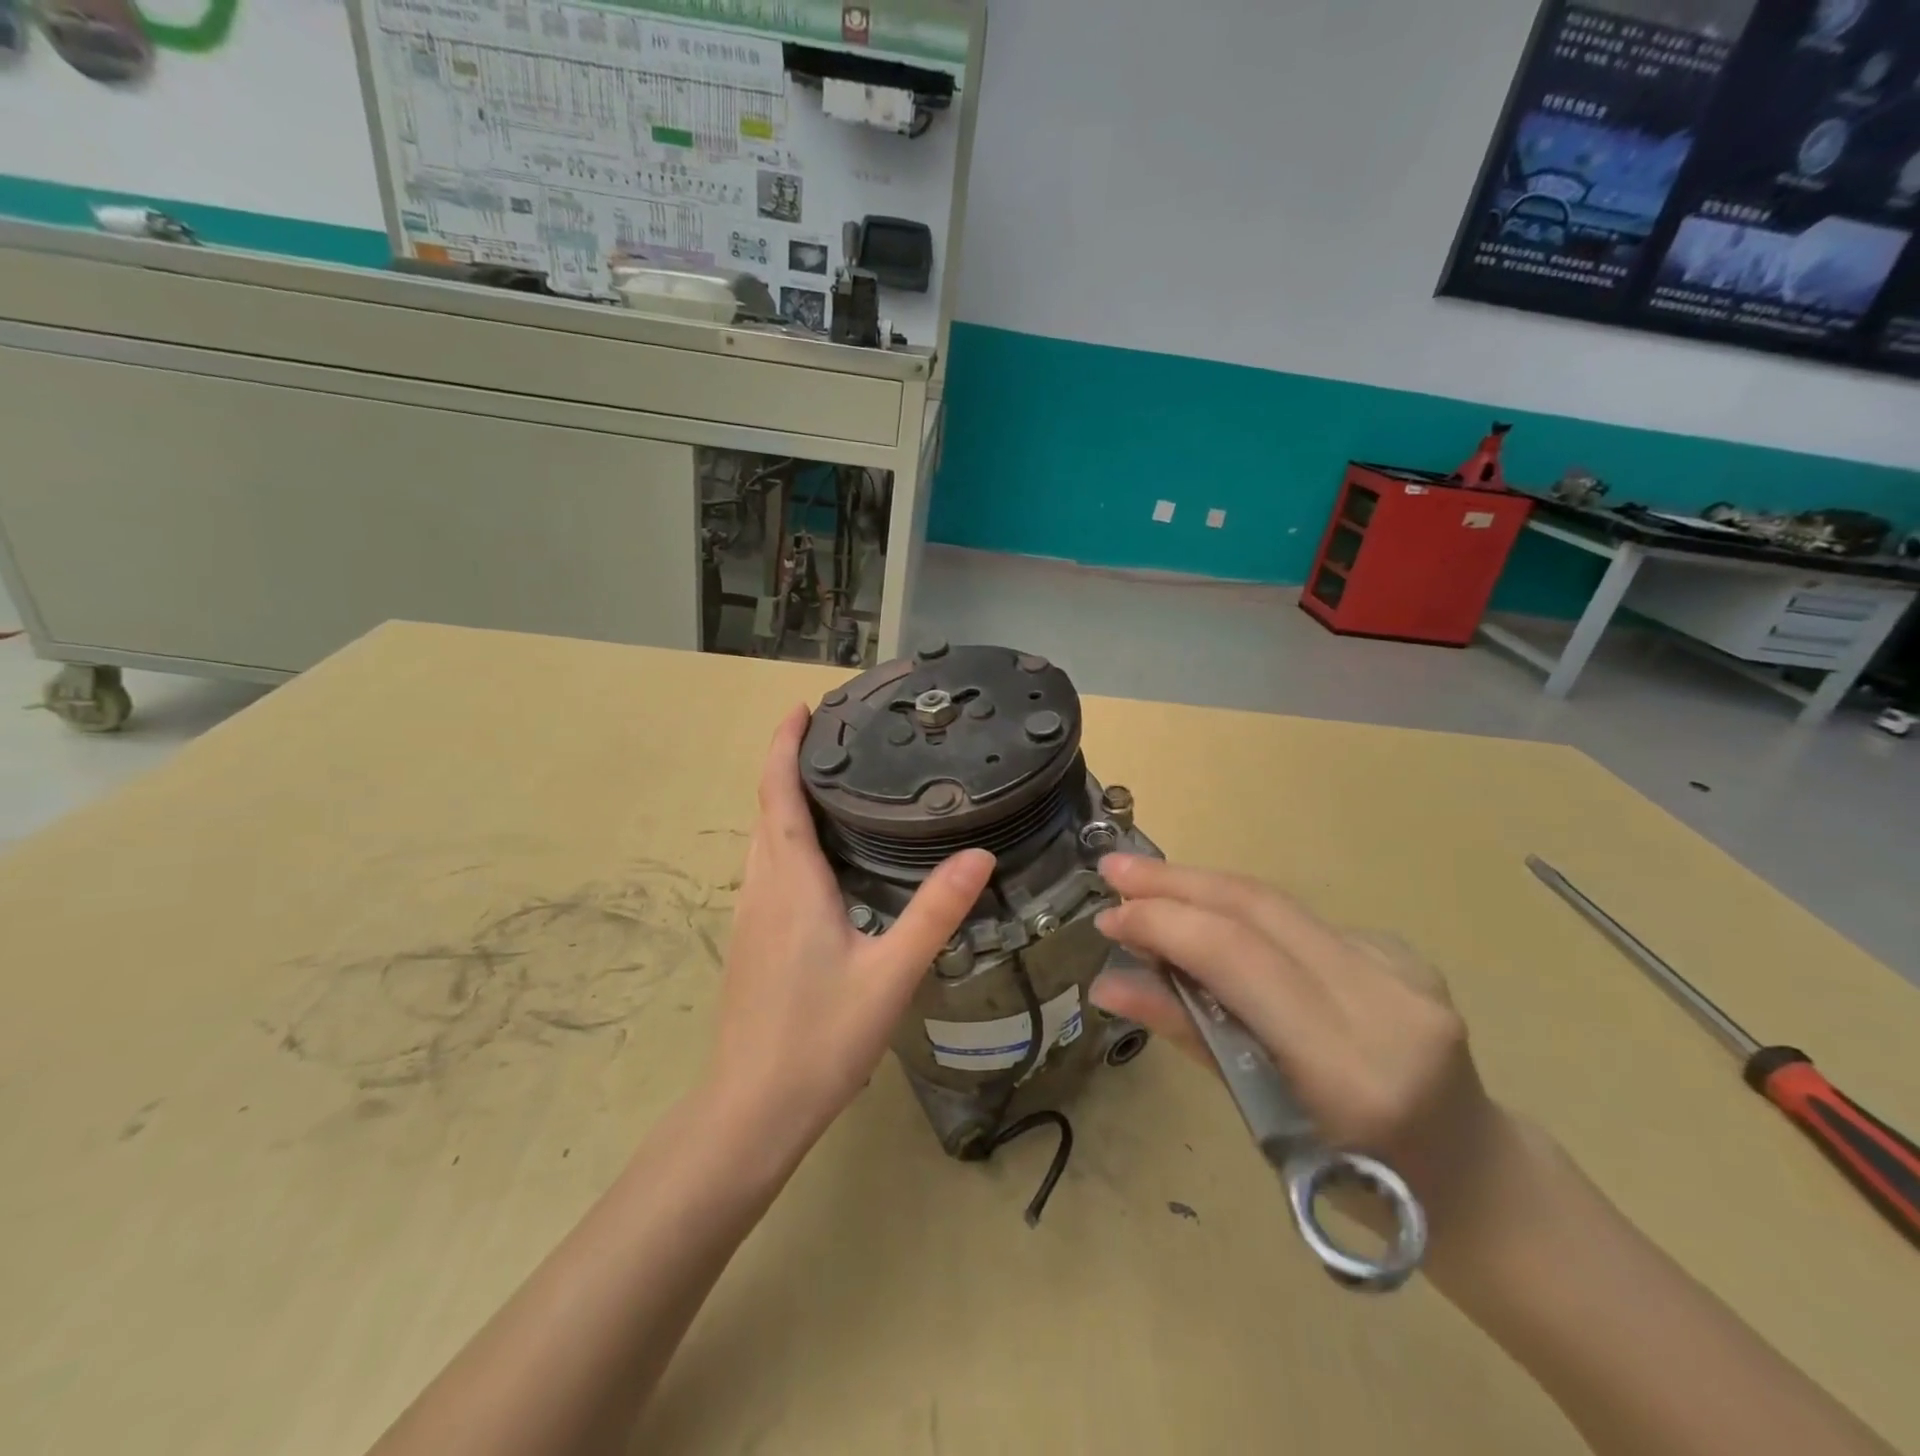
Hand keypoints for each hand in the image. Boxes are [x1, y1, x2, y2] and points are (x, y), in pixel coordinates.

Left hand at [706, 705, 994, 1157]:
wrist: (753, 1109)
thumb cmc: (820, 1037)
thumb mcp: (890, 973)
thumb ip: (935, 912)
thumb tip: (980, 855)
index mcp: (790, 882)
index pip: (777, 794)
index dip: (783, 746)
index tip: (801, 708)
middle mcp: (761, 888)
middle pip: (766, 808)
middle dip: (788, 765)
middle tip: (834, 738)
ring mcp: (749, 915)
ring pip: (763, 840)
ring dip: (785, 801)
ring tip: (833, 785)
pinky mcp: (750, 940)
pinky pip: (766, 868)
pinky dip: (786, 838)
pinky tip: (822, 858)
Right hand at [1089, 855, 1508, 1245]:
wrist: (1473, 1178)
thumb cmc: (1358, 1185)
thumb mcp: (1263, 1122)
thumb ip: (1189, 1036)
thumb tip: (1108, 984)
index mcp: (1349, 1065)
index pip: (1238, 958)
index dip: (1164, 924)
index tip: (1107, 917)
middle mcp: (1385, 1002)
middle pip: (1259, 909)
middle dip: (1175, 881)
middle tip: (1113, 870)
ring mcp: (1403, 969)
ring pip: (1277, 903)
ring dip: (1201, 888)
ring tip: (1144, 884)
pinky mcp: (1404, 951)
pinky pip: (1301, 921)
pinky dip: (1242, 913)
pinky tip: (1211, 922)